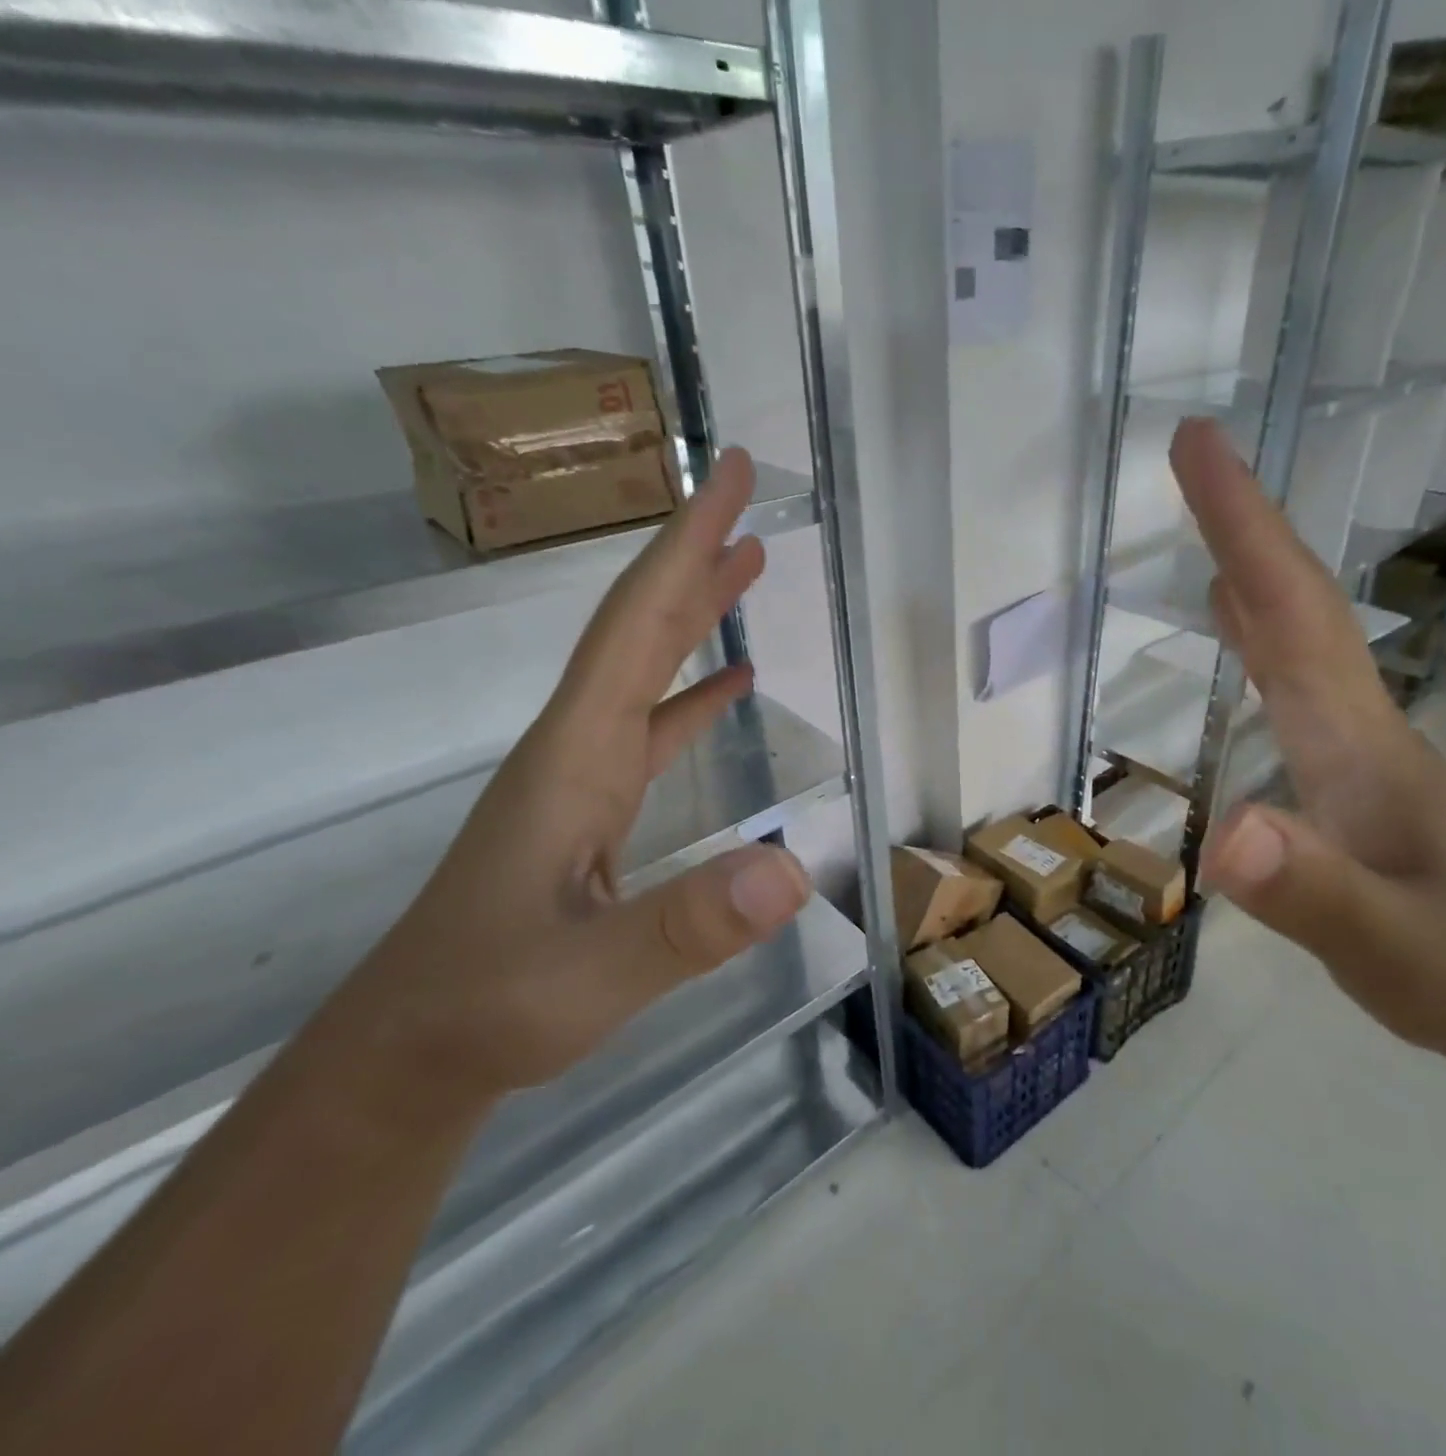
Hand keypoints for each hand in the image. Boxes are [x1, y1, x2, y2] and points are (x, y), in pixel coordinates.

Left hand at [317, 448, 813, 1106]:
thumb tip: (792, 870)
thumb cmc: (491, 1006)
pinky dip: (693, 692)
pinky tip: (730, 683)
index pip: (635, 626)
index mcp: (575, 755)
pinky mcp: (594, 810)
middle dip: (692, 553)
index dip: (684, 547)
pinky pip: (653, 727)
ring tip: (750, 564)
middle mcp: (577, 746)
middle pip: (638, 627)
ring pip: (645, 669)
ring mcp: (584, 777)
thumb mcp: (590, 977)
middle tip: (745, 493)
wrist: (416, 1052)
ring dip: (696, 612)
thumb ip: (686, 926)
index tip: (728, 476)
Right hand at [1172, 418, 1445, 1069]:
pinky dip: (1261, 636)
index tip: (1198, 446)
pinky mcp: (1350, 775)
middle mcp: (1358, 721)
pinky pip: (1294, 681)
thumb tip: (1227, 829)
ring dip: (1255, 573)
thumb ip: (1313, 893)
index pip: (1294, 611)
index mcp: (1357, 736)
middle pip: (1298, 604)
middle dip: (1244, 525)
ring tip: (1211, 531)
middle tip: (1194, 457)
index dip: (1244, 526)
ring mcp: (1357, 747)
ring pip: (1299, 636)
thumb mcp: (1388, 945)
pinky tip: (1241, 634)